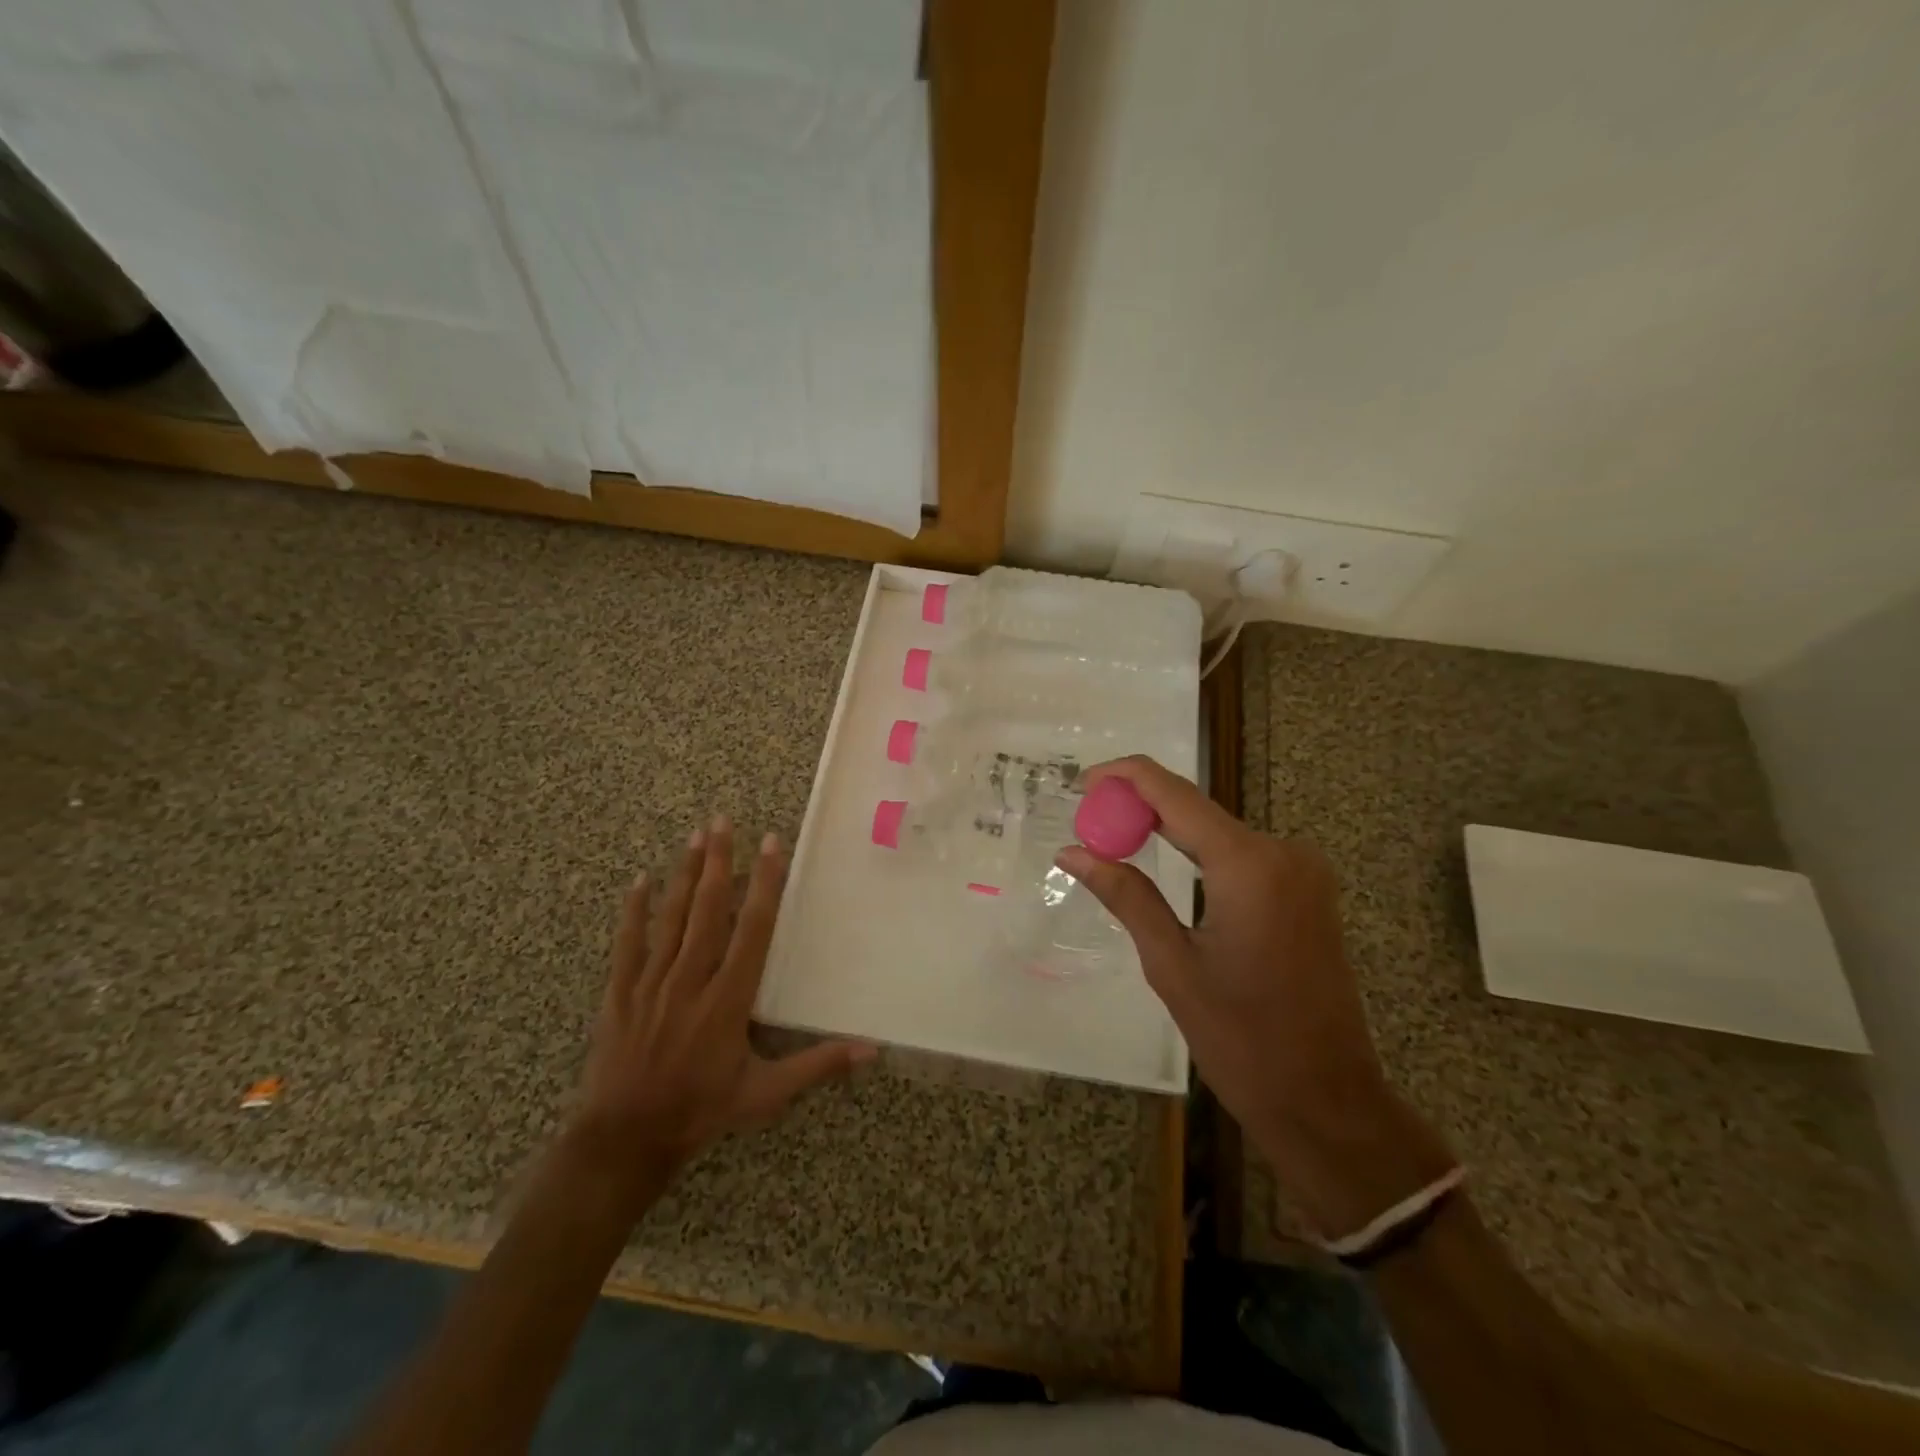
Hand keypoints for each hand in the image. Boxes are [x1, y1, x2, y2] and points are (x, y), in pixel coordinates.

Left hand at [573, 818, 874, 1196]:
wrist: (624, 1140)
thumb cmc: (700, 1111)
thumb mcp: (765, 1094)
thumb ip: (817, 1065)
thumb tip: (872, 1050)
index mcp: (728, 997)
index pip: (752, 927)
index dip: (764, 882)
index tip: (770, 845)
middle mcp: (691, 979)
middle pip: (708, 908)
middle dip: (718, 861)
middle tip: (724, 820)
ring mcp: (652, 982)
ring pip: (671, 917)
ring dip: (683, 874)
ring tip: (695, 836)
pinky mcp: (620, 992)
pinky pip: (628, 942)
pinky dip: (634, 910)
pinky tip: (640, 880)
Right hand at [1058, 758, 1452, 1238]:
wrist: (1328, 1102)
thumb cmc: (1243, 1040)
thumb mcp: (1171, 964)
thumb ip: (1125, 895)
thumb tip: (1072, 851)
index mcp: (1248, 865)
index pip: (1174, 794)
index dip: (1125, 778)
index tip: (1082, 783)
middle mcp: (1282, 852)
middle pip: (1196, 807)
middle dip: (1140, 806)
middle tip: (1089, 821)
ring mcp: (1302, 871)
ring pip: (1218, 829)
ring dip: (1167, 829)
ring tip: (1114, 842)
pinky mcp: (1307, 891)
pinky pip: (1241, 854)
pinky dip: (1198, 852)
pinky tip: (1165, 863)